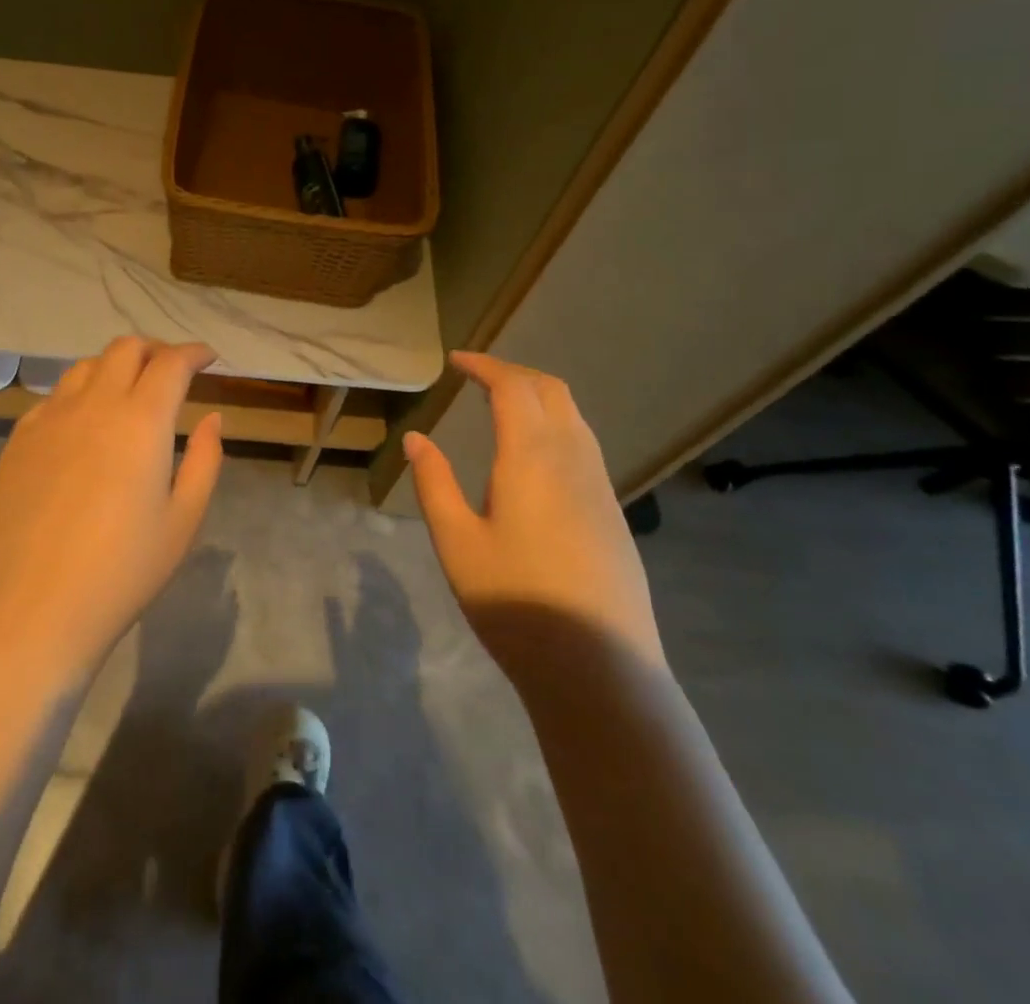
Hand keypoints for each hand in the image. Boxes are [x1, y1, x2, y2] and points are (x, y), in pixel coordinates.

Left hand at [0, 337, 223, 672]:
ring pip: (85, 367)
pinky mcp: (18, 441)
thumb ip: (206, 460)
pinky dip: (78, 396)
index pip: (171, 362)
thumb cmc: (124, 570)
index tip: (208, 358)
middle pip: (125, 348)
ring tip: (127, 394)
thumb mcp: (184, 519)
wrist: (35, 609)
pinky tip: (83, 427)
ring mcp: (49, 419)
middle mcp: (94, 405)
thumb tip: (211, 418)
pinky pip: (53, 398)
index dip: (194, 352)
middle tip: (170, 371)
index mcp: (142, 420)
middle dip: (154, 350)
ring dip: (114, 368)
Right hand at [403, 352, 664, 673]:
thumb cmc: (515, 602)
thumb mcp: (456, 542)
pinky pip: (584, 443)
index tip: (456, 361)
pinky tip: (533, 455)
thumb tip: (416, 438)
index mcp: (531, 456)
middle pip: (550, 390)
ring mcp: (600, 484)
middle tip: (477, 376)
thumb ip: (434, 483)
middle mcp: (573, 457)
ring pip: (573, 415)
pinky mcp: (613, 511)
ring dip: (538, 396)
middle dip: (514, 372)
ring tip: (502, 406)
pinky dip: (555, 424)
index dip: (484, 365)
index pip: (512, 387)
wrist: (600, 668)